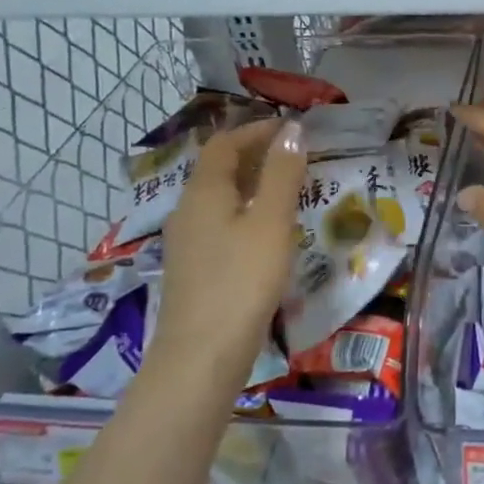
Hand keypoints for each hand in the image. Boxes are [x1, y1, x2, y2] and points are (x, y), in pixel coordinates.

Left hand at [148, 118, 306, 393]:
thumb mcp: (271, 222)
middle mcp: (188, 210)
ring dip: (251, 186)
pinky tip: (268, 234)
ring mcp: (187, 242)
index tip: (292, 129)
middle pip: (218, 169)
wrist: (203, 353)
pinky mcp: (195, 269)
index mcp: (204, 192)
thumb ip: (283, 174)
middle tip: (295, 157)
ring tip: (288, 191)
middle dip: (255, 155)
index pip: (224, 144)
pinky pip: (220, 224)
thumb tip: (293, 130)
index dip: (256, 130)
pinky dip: (245, 214)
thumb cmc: (242, 280)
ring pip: (219, 199)